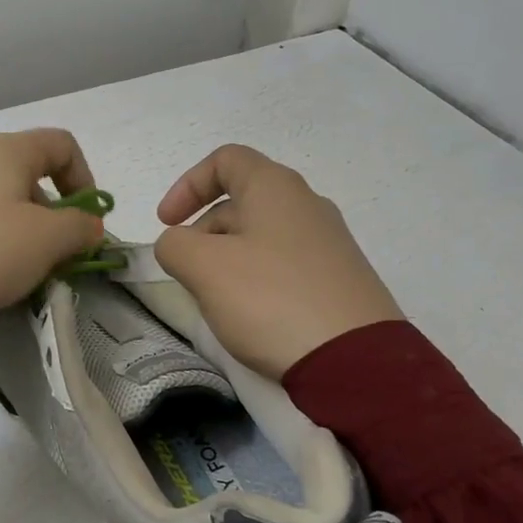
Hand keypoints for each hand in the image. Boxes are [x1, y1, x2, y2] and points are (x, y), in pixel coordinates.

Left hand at [0, 129, 105, 318]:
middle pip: (27, 174)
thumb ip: (79, 228)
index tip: (87, 222)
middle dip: (51, 214)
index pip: (61, 145)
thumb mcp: (46, 241)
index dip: (85, 179)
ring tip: (16, 271)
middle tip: (54, 256)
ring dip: (19, 230)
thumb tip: (88, 224)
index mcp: (6, 152)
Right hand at [154, 145, 401, 379]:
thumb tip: (178, 246)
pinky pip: (284, 265)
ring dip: (226, 258)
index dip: (187, 185)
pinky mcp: (340, 280)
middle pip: (240, 201)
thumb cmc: (271, 299)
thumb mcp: (204, 268)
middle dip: (203, 231)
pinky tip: (251, 315)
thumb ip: (174, 245)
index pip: (224, 160)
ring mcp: (329, 243)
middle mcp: (307, 205)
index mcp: (275, 187)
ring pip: (261, 236)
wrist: (356, 362)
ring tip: (215, 299)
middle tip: (187, 272)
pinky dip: (256, 279)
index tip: (166, 223)